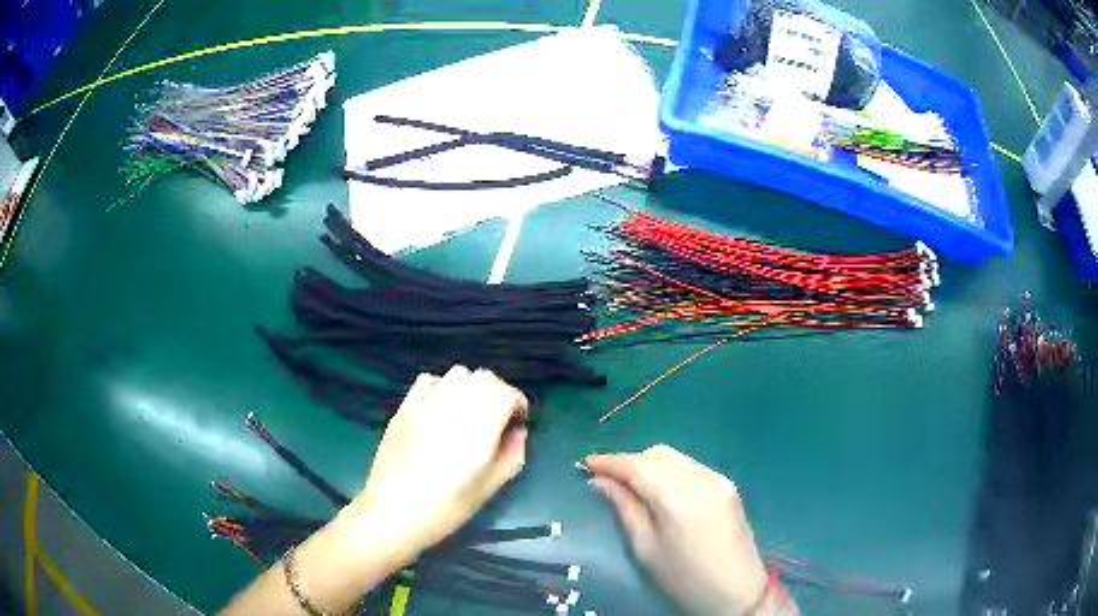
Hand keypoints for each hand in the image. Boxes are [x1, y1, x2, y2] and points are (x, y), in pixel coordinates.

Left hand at [349, 365, 528, 562]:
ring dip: (471, 387)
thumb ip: (511, 455)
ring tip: (470, 411)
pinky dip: (442, 387)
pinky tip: (440, 408)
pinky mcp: (405, 407)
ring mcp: (427, 403)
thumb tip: (517, 433)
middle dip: (497, 392)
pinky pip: (428, 380)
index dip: (518, 404)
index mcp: (481, 425)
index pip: (507, 393)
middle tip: (498, 418)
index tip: (517, 422)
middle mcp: (455, 405)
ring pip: (458, 374)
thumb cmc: (446, 507)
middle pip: (485, 377)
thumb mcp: (489, 488)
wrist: (394, 511)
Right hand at [586, 445, 777, 615]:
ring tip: (633, 486)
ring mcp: (717, 478)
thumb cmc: (683, 577)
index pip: (636, 464)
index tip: (585, 464)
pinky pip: (691, 467)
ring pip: (675, 457)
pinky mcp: (727, 485)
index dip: (608, 461)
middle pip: (657, 454)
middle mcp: (699, 477)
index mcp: (676, 496)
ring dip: (650, 465)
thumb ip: (624, 508)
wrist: (737, 591)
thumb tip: (599, 481)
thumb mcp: (645, 548)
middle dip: (630, 462)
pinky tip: (662, 491)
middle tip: (608, 481)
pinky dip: (670, 472)